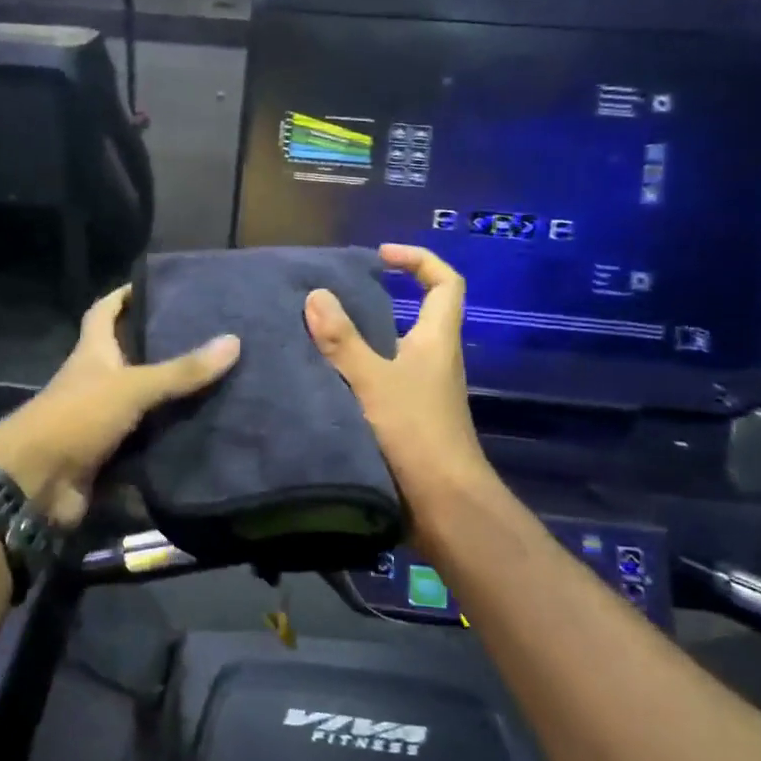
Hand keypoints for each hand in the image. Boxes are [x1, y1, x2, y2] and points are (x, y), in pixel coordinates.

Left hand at [0, 285, 239, 526]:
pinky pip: (144, 444)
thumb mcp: (132, 387)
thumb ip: (181, 370)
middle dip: (160, 350)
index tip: (153, 285)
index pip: (103, 313)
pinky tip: (202, 436)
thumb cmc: (77, 418)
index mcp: (92, 354)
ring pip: (141, 404)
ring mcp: (100, 421)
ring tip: (217, 387)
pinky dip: (167, 442)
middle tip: (206, 340)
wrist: (36, 483)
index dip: (122, 296)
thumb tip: (233, 340)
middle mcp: (94, 383)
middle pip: (127, 358)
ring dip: (170, 400)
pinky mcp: (107, 457)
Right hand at [304, 244, 492, 512]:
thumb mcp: (373, 380)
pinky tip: (322, 382)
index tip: (382, 256)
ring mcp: (422, 393)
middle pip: (415, 316)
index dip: (420, 260)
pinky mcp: (408, 421)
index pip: (445, 283)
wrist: (443, 504)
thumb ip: (343, 340)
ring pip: (393, 353)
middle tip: (332, 299)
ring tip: (315, 337)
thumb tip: (316, 294)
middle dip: (378, 301)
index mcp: (436, 340)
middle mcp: (433, 361)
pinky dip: (356, 376)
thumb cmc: (414, 433)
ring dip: (361, 342)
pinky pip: (381, 383)